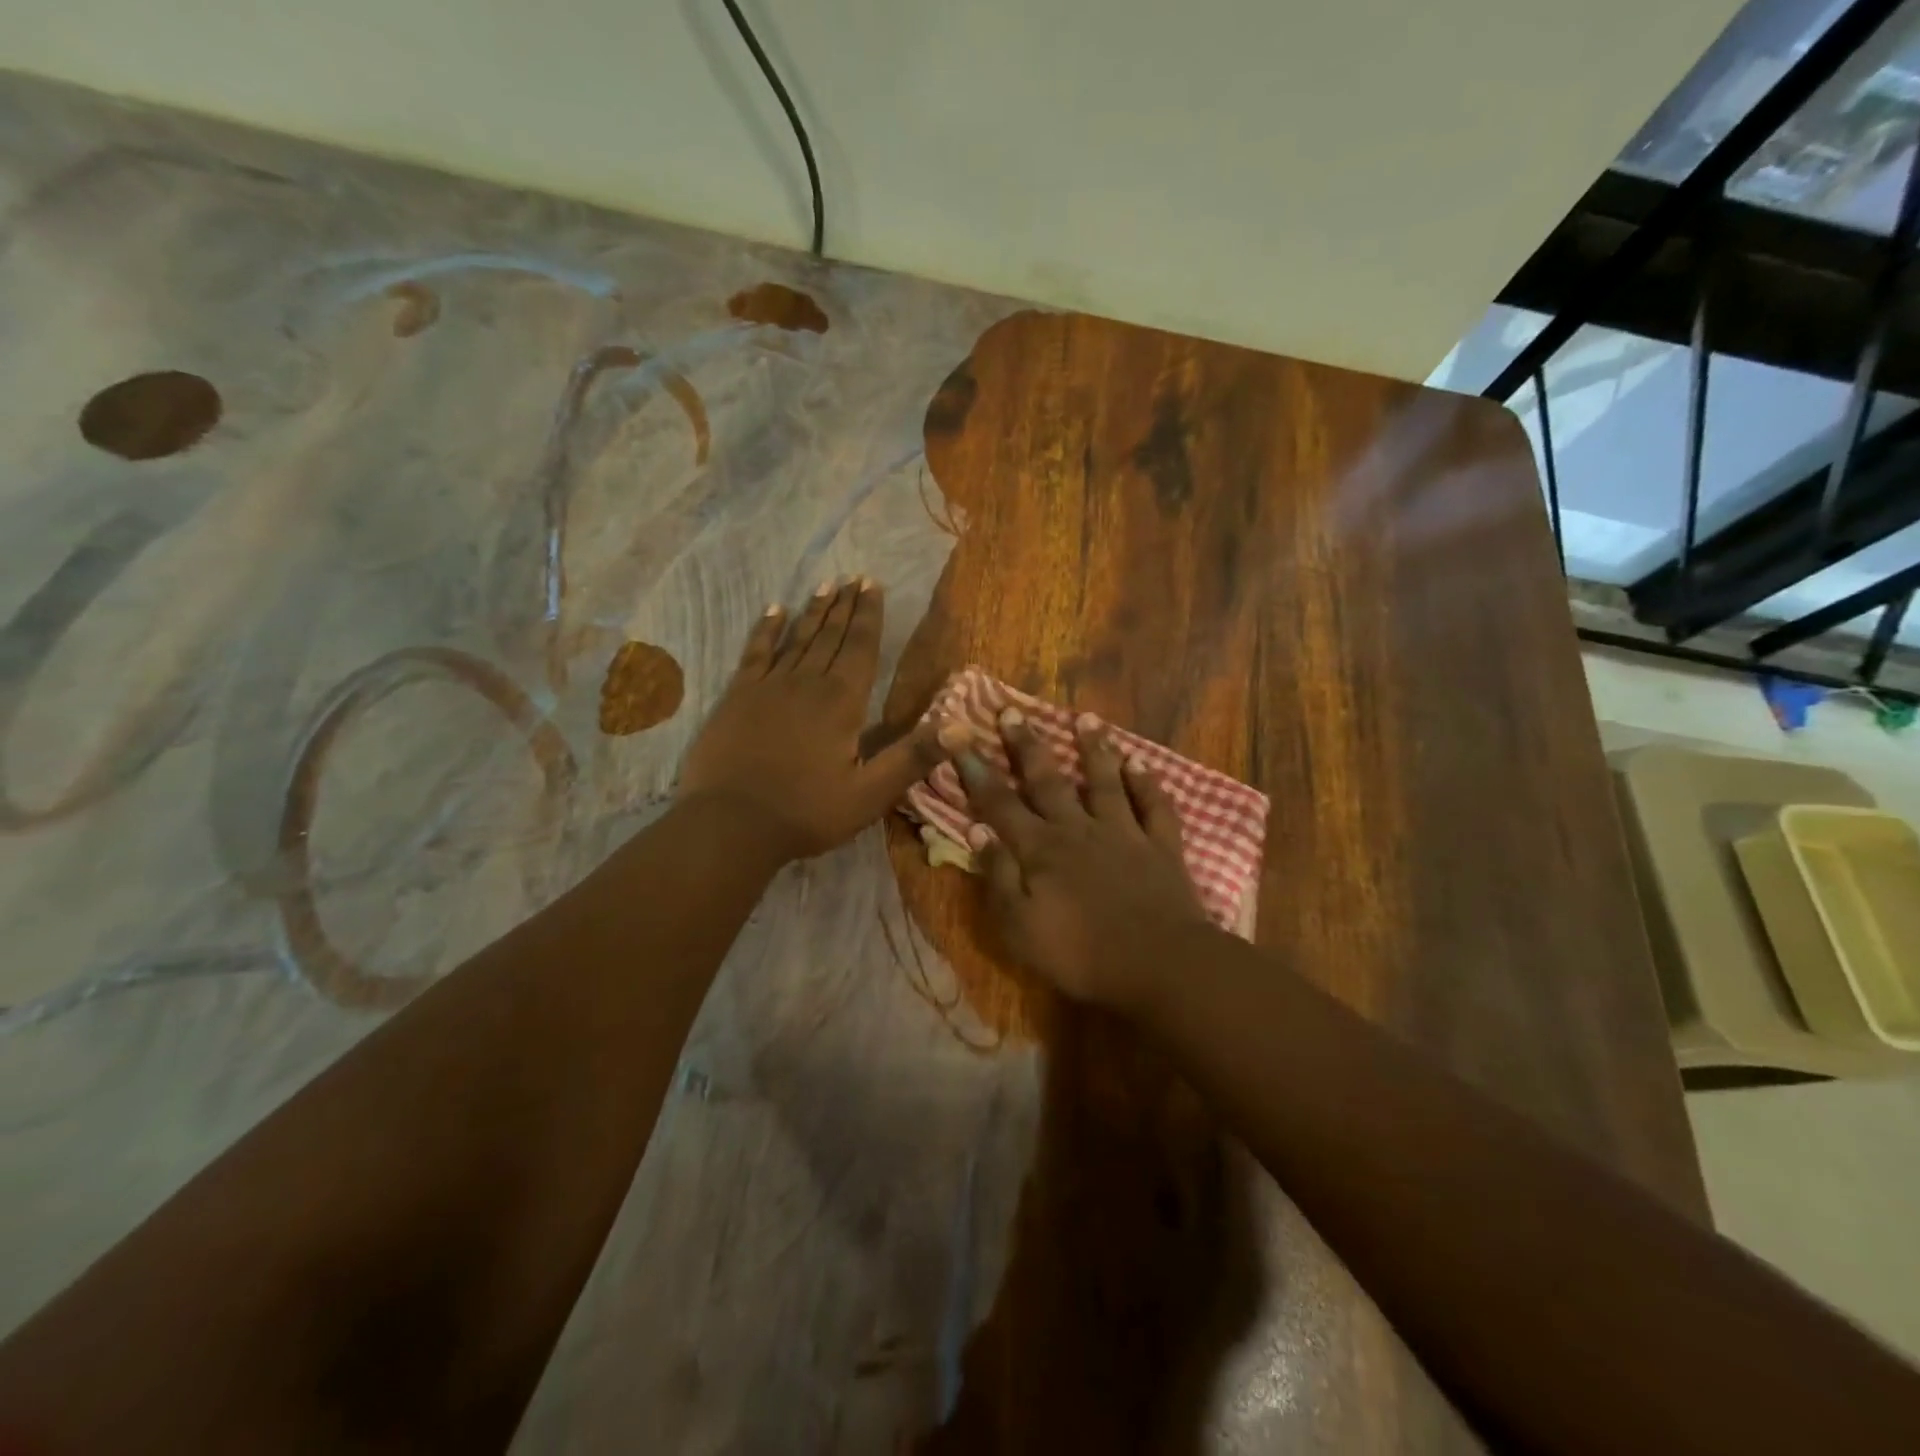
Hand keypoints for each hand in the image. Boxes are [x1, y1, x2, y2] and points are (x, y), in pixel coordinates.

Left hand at [679, 577, 955, 862]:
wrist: (730, 825)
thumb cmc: (806, 812)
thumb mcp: (870, 793)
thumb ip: (914, 756)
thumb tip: (963, 725)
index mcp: (842, 702)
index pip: (861, 648)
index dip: (869, 616)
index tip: (872, 585)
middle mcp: (807, 683)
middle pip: (830, 636)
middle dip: (845, 606)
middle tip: (854, 577)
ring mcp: (768, 686)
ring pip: (797, 639)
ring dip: (814, 612)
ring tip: (826, 585)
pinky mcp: (737, 697)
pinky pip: (755, 653)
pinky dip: (765, 630)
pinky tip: (773, 611)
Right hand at [957, 708, 1212, 1010]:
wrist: (1158, 964)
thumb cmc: (1080, 954)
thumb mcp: (1020, 927)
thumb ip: (998, 877)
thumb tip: (978, 832)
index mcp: (1040, 850)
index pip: (1000, 803)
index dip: (977, 771)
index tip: (960, 737)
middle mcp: (1078, 829)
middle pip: (1048, 781)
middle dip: (1027, 746)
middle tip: (1012, 712)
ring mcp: (1123, 833)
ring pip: (1104, 781)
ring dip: (1094, 748)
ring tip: (1086, 718)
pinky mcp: (1160, 846)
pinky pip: (1154, 806)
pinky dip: (1147, 782)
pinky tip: (1140, 763)